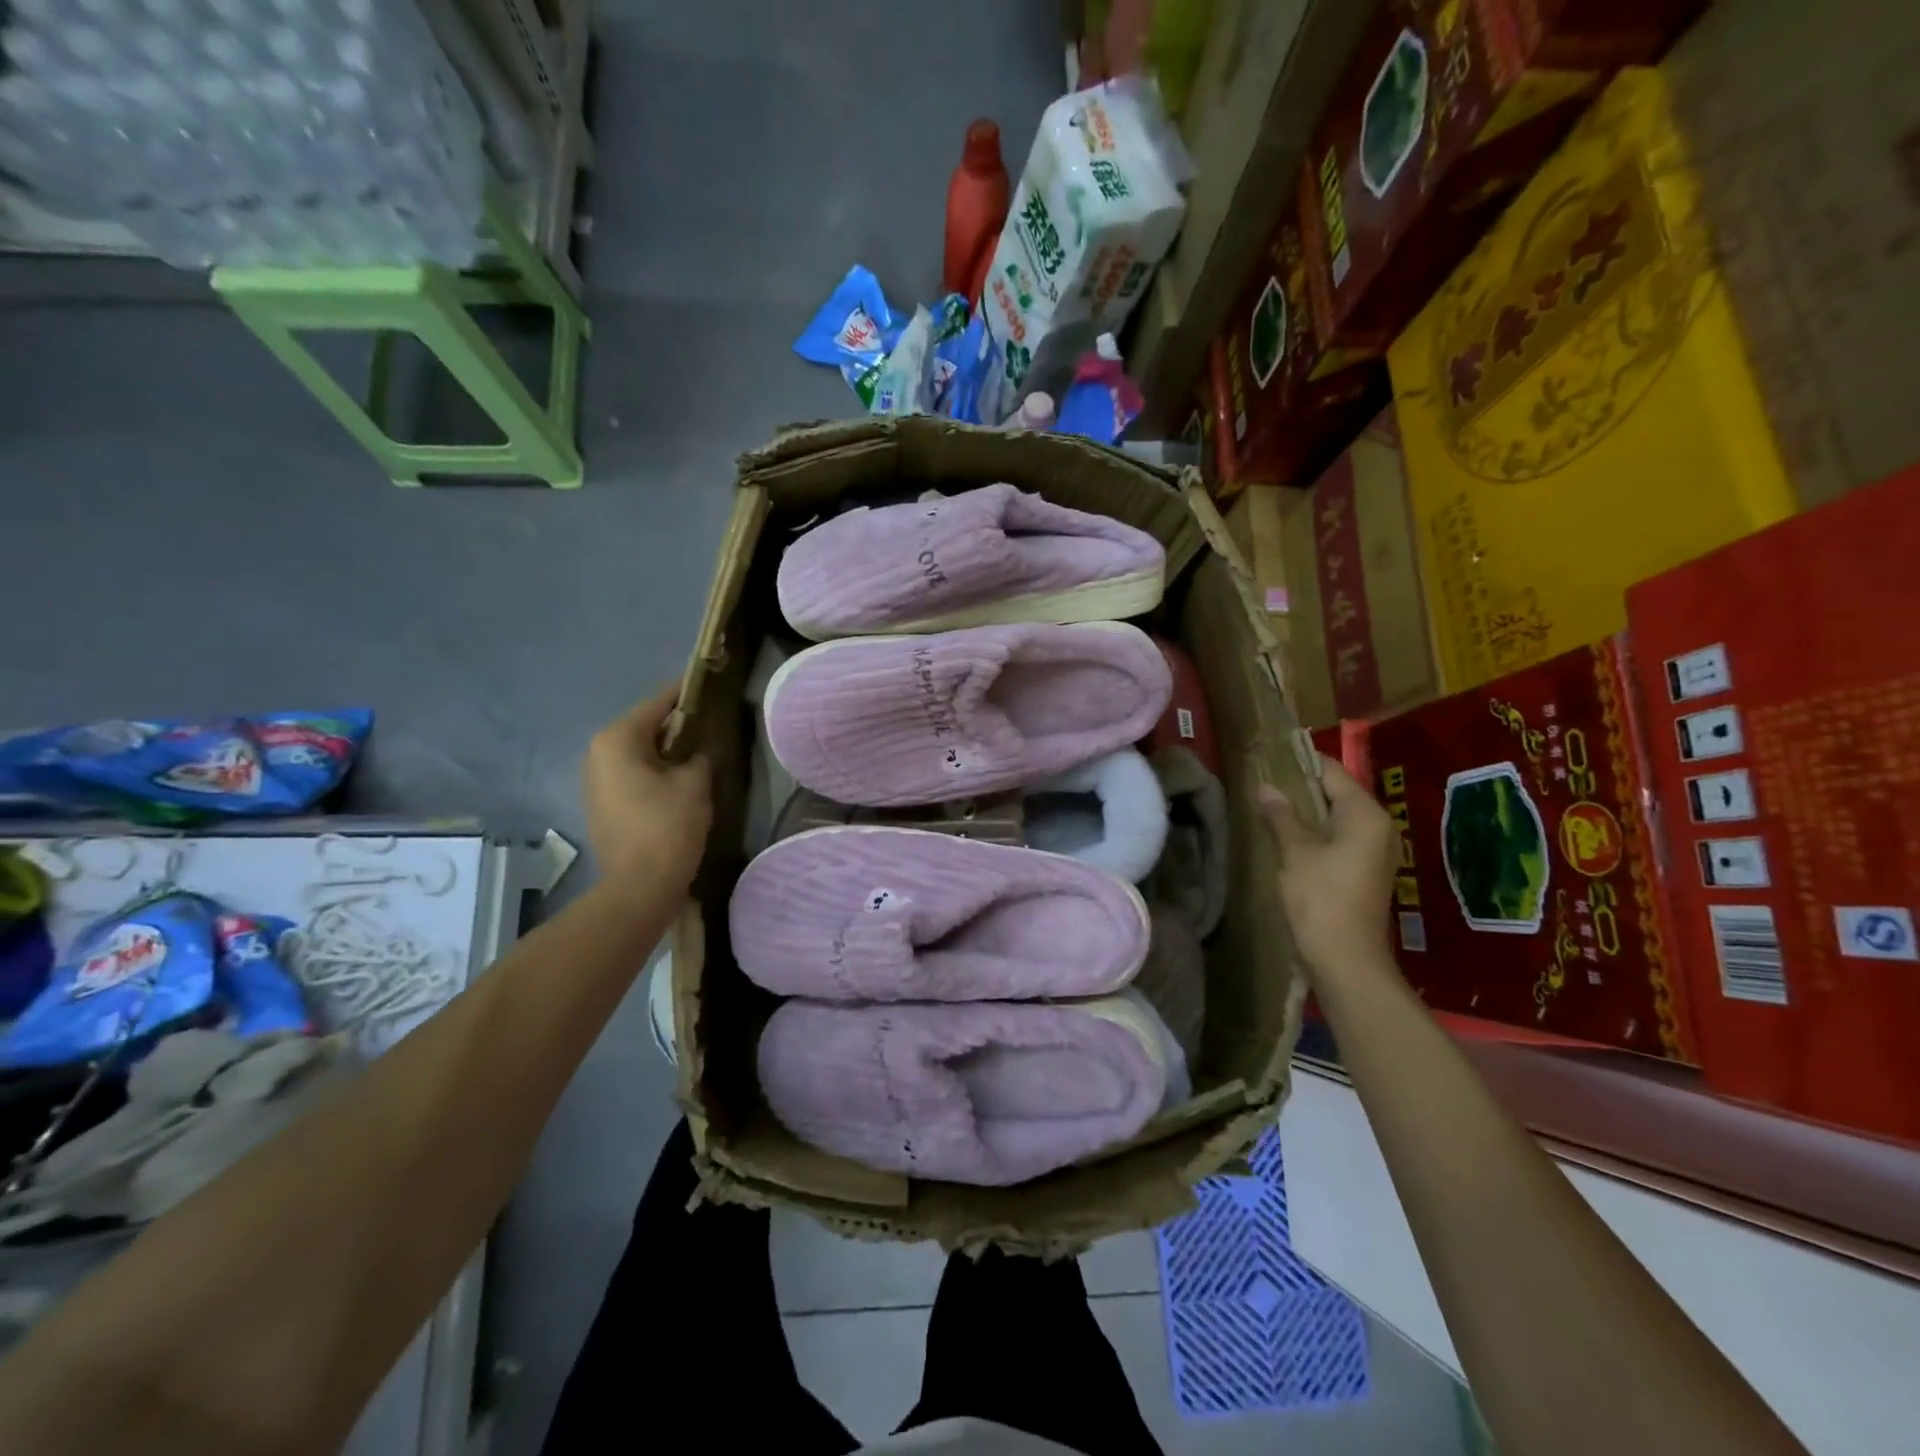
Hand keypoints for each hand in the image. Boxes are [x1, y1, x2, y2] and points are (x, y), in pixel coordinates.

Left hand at [583, 685, 712, 899]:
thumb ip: (699, 754)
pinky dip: (656, 769)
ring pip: (639, 751)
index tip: (712, 684)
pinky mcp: (602, 803)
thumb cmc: (667, 826)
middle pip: (646, 726)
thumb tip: (699, 749)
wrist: (638, 887)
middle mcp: (598, 752)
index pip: (658, 703)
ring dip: (667, 749)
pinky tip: (681, 776)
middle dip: (678, 723)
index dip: (687, 693)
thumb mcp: (695, 782)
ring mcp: (596, 779)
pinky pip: (633, 773)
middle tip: (712, 720)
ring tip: (701, 747)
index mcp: (617, 739)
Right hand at [1258, 756, 1401, 982]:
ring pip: (1337, 817)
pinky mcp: (1365, 870)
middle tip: (1265, 779)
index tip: (1272, 754)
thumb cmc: (1321, 898)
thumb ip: (1281, 815)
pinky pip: (1339, 837)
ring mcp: (1374, 850)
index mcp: (1366, 814)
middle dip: (1302, 787)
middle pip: (1337, 793)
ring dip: (1307, 811)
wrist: (1346, 959)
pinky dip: (1316, 831)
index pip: (1333, 772)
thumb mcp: (1296, 851)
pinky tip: (1287, 834)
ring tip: (1270, 803)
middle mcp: (1378, 827)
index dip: (1302, 762)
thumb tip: (1266, 787)